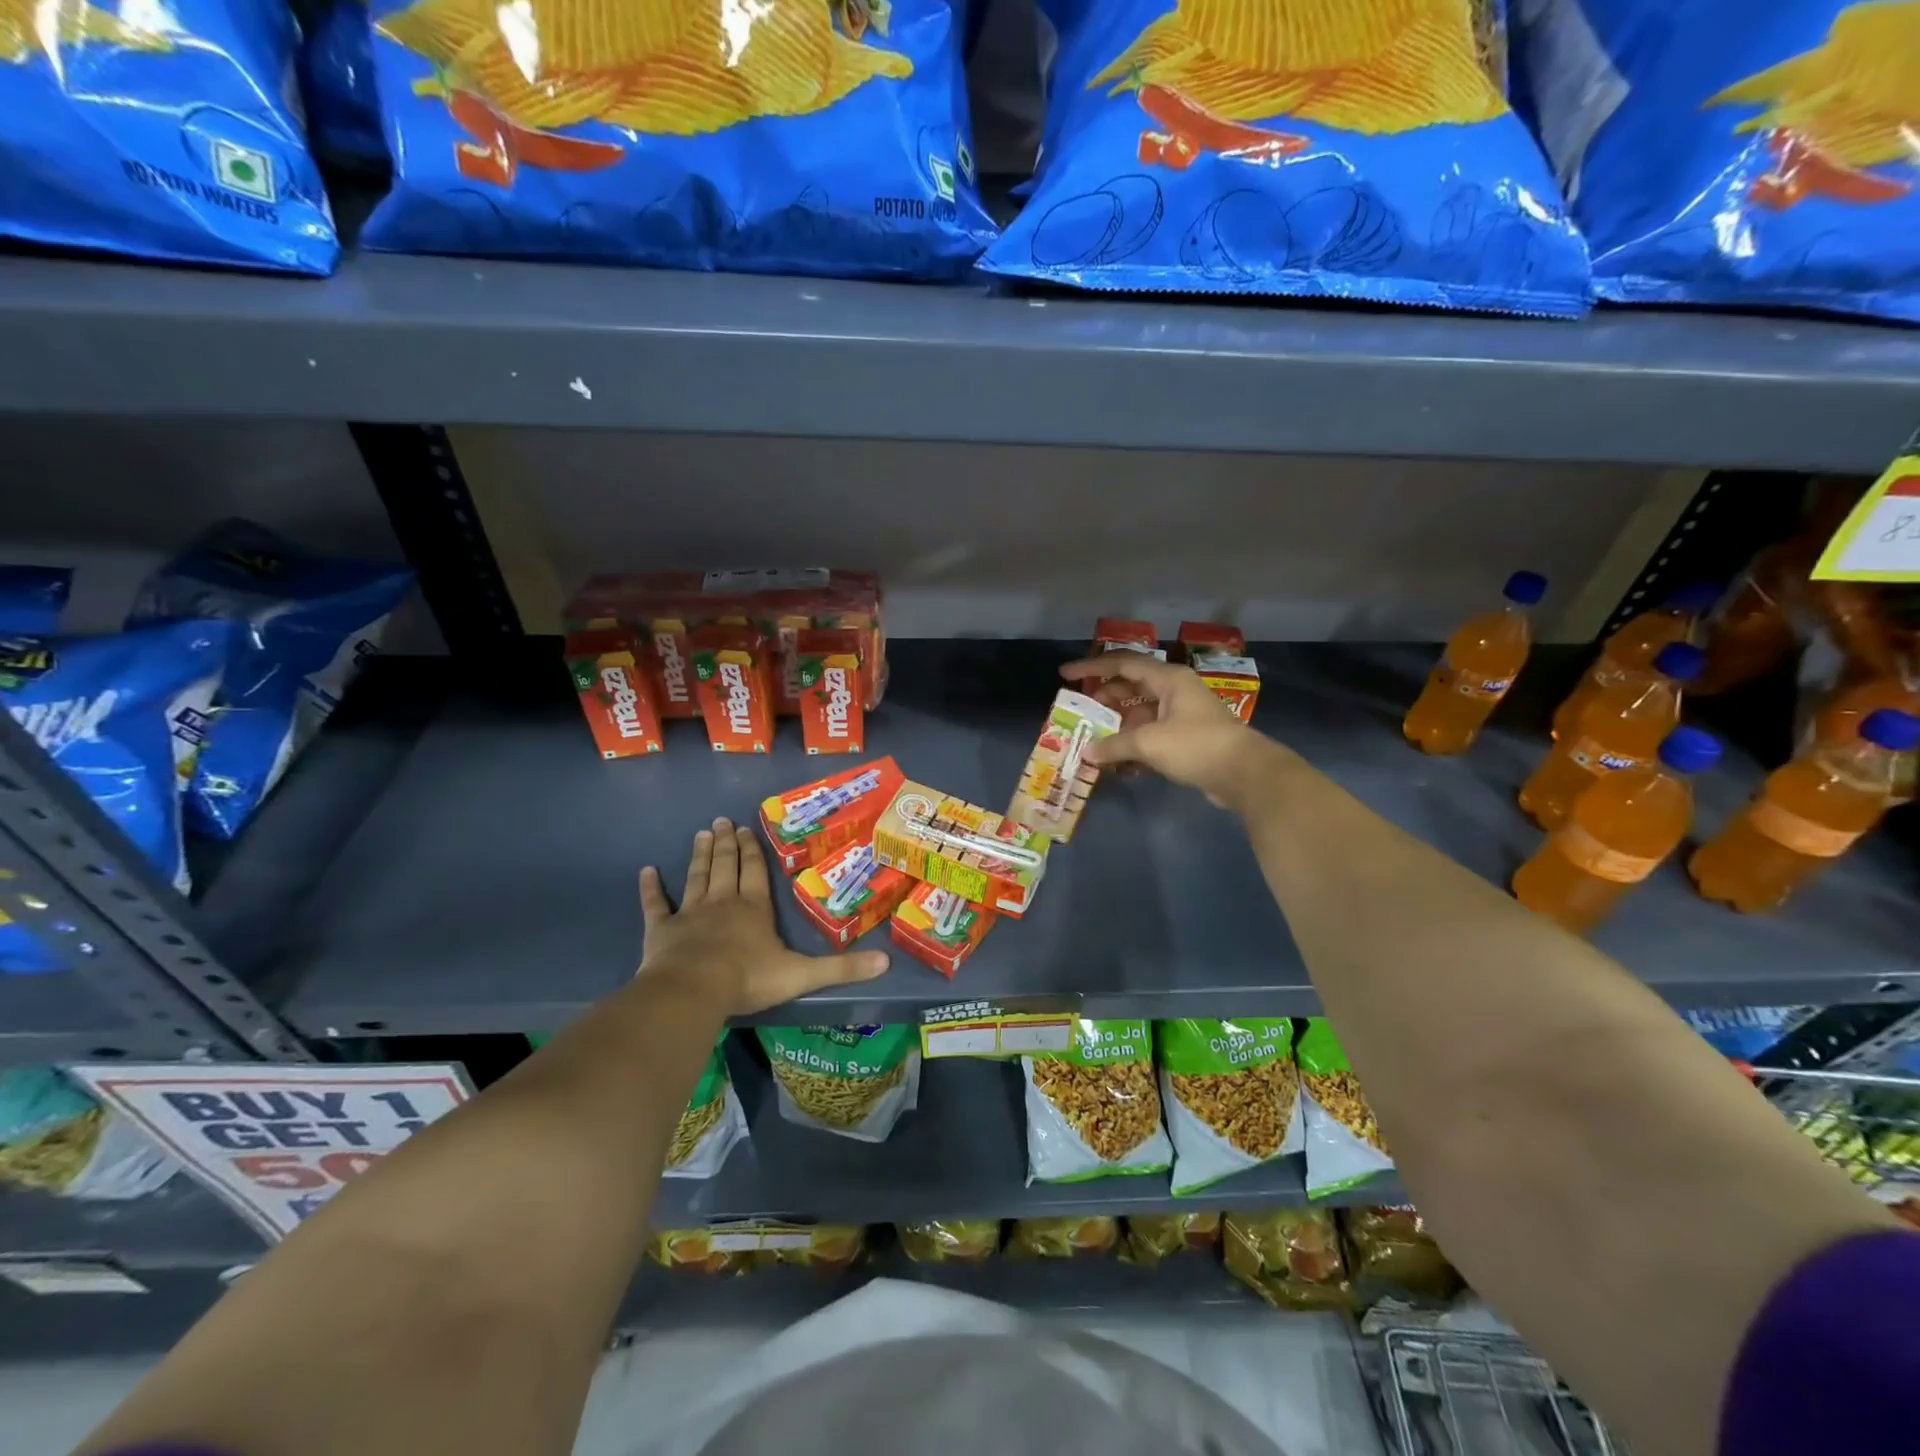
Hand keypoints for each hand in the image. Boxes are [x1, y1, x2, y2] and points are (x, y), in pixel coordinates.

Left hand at [637, 818, 887, 1015]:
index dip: (753, 849)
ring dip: (700, 855)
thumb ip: (842, 968)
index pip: (756, 872)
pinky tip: (647, 871)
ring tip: (701, 833)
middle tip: (721, 821)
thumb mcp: (803, 974)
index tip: (747, 827)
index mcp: (754, 909)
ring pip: (696, 877)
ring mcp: (690, 914)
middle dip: (727, 844)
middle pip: (726, 866)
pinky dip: (650, 888)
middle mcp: (723, 903)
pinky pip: (655, 905)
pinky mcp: (661, 929)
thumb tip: (887, 962)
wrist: (694, 991)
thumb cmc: (748, 979)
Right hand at [1062, 655, 1286, 810]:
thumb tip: (1088, 752)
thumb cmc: (1196, 745)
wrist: (1243, 773)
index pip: (1123, 664)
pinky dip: (1133, 744)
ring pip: (1140, 713)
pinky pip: (1151, 734)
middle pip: (1131, 687)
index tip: (1065, 674)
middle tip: (1080, 711)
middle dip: (1104, 699)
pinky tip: (1117, 762)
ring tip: (1093, 740)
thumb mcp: (1149, 742)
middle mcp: (1175, 691)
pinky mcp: (1186, 739)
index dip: (1092, 667)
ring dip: (1117, 726)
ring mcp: (1181, 715)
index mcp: (1168, 679)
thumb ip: (1114, 745)